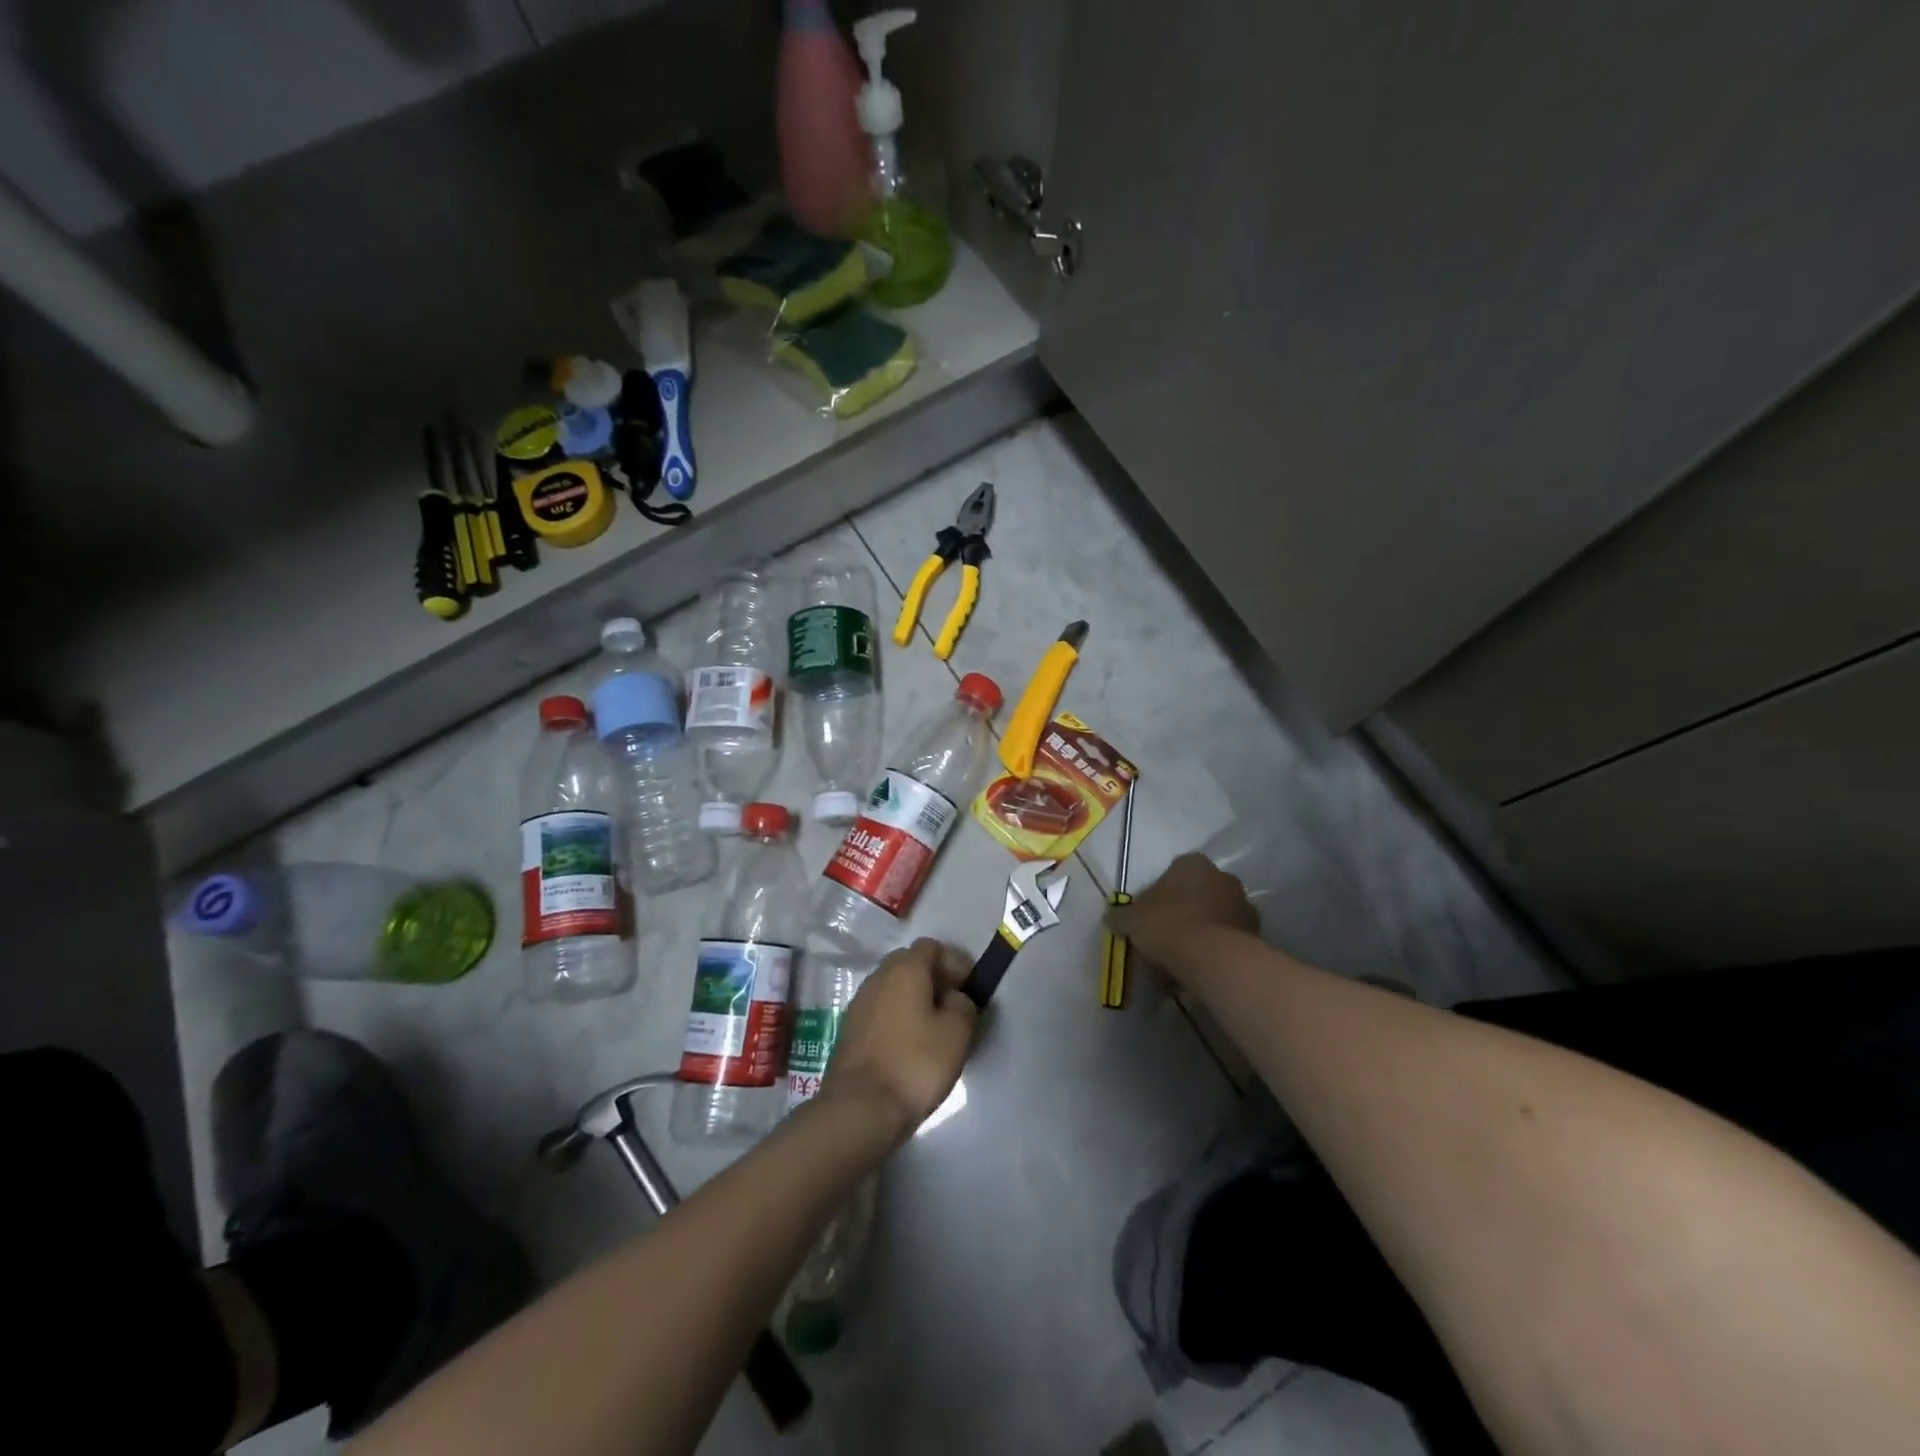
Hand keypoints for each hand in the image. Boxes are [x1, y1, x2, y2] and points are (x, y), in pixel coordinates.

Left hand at [819, 938, 978, 1143]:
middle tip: (954, 1006)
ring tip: (934, 1028)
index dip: (955, 962)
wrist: (860, 1107)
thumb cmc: (915, 1063)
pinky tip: (910, 1044)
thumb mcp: (957, 1033)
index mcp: (905, 968)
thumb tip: (954, 998)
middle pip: (910, 964)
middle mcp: (879, 976)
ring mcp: (860, 1002)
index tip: (970, 988)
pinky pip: (881, 1010)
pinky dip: (898, 1017)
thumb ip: (963, 1005)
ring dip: (915, 999)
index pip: (932, 947)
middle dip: (934, 978)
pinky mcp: (850, 1028)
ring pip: (894, 988)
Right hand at [1108, 852, 1258, 973]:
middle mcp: (1223, 877)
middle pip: (1199, 893)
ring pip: (1217, 916)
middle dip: (1186, 911)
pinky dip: (1217, 950)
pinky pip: (1230, 939)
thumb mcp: (1131, 920)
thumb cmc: (1167, 925)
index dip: (1161, 893)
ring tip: (1184, 958)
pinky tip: (1201, 969)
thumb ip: (1121, 917)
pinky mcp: (1256, 934)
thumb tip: (1112, 919)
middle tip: (1167, 936)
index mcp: (1192, 864)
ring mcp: (1244, 905)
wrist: (1211, 958)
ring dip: (1204, 931)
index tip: (1151, 915)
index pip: (1175, 871)